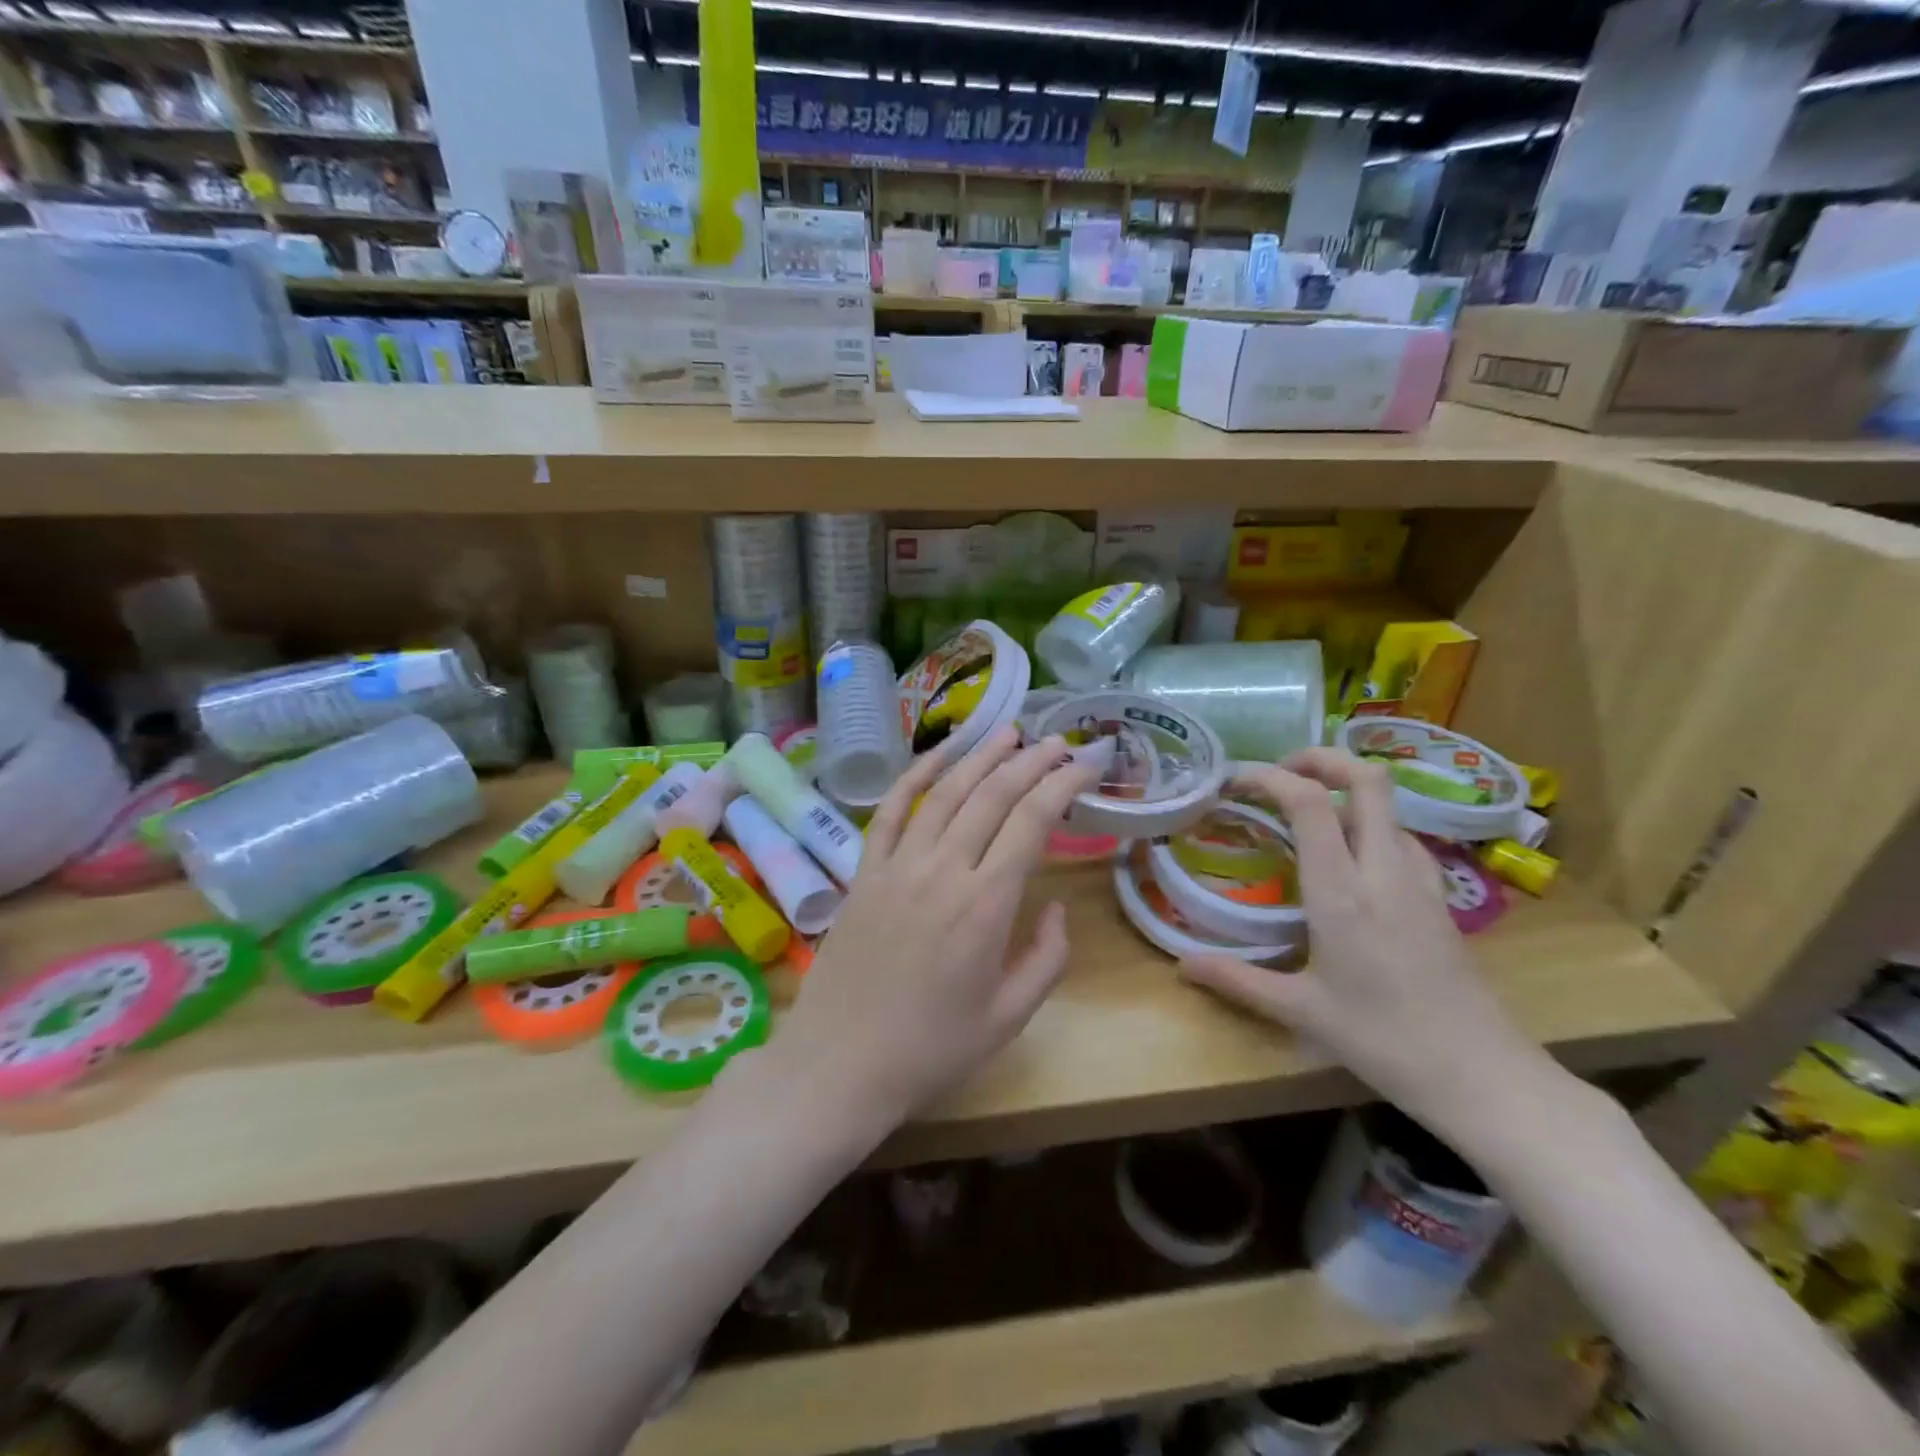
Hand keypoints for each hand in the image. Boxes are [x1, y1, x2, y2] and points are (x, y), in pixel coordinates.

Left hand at [771, 726, 1101, 1132]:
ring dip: (979, 756)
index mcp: (986, 905)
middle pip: (992, 795)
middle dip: (1030, 761)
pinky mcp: (864, 872)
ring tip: (1007, 732)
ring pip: (944, 793)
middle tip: (1057, 742)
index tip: (1086, 763)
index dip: (1063, 784)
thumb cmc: (930, 1050)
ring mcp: (898, 866)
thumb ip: (1046, 959)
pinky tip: (938, 756)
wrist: (840, 1065)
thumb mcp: (1008, 1018)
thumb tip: (1057, 908)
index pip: (1032, 821)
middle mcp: (943, 870)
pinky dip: (914, 776)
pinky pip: (890, 812)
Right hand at [1179, 748, 1559, 1139]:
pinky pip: (1401, 836)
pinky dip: (1369, 824)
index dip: (1269, 777)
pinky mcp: (1439, 896)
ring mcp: (1419, 879)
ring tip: (1306, 812)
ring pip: (1389, 804)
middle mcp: (1383, 871)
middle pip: (1367, 779)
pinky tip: (1349, 857)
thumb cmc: (1384, 1041)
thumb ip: (1237, 980)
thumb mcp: (1301, 1010)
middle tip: (1280, 771)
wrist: (1482, 1075)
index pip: (1309, 803)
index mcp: (1342, 892)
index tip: (1235, 781)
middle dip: (1321, 758)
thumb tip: (1181, 965)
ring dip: (1346, 790)